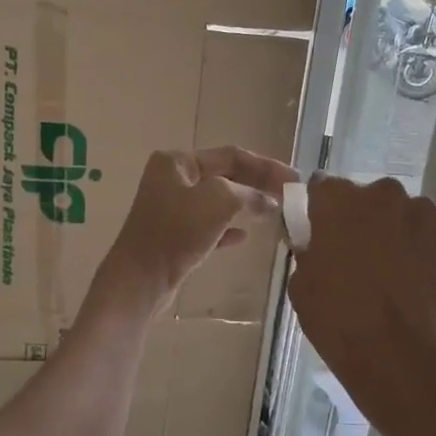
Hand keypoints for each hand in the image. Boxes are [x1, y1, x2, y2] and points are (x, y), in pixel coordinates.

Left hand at [93, 146, 298, 316]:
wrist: (140, 280)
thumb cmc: (176, 232)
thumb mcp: (218, 201)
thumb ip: (248, 194)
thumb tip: (269, 201)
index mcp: (177, 162)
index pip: (230, 155)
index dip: (265, 166)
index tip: (294, 179)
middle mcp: (172, 179)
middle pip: (225, 176)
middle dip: (257, 185)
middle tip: (289, 196)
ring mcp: (170, 209)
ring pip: (218, 202)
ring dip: (246, 206)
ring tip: (274, 213)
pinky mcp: (173, 237)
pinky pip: (208, 226)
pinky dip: (228, 228)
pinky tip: (245, 237)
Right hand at [286, 177, 435, 400]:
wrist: (398, 351)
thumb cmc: (338, 318)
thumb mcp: (301, 285)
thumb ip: (307, 252)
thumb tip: (316, 245)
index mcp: (337, 202)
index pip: (323, 187)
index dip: (322, 209)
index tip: (323, 230)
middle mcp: (380, 194)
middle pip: (368, 197)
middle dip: (363, 218)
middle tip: (359, 254)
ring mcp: (420, 211)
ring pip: (403, 212)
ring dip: (397, 230)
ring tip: (394, 268)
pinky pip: (432, 230)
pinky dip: (425, 246)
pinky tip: (420, 275)